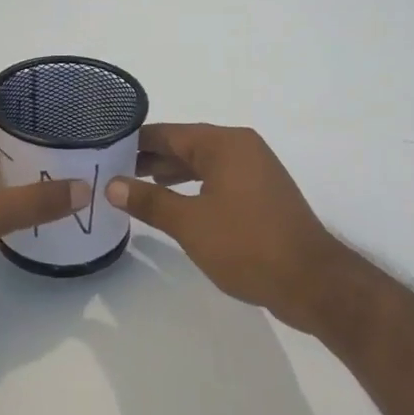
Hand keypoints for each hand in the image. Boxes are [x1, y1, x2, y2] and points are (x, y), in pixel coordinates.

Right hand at [105, 124, 357, 335]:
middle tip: (110, 170)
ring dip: (171, 174)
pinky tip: (174, 204)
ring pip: (203, 164)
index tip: (103, 148)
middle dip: (150, 158)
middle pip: (187, 145)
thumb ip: (149, 201)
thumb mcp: (190, 223)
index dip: (135, 141)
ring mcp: (256, 171)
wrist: (311, 281)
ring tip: (134, 186)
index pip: (170, 133)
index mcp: (225, 144)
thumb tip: (112, 184)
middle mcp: (242, 148)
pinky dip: (193, 187)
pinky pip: (218, 180)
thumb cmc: (247, 245)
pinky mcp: (262, 194)